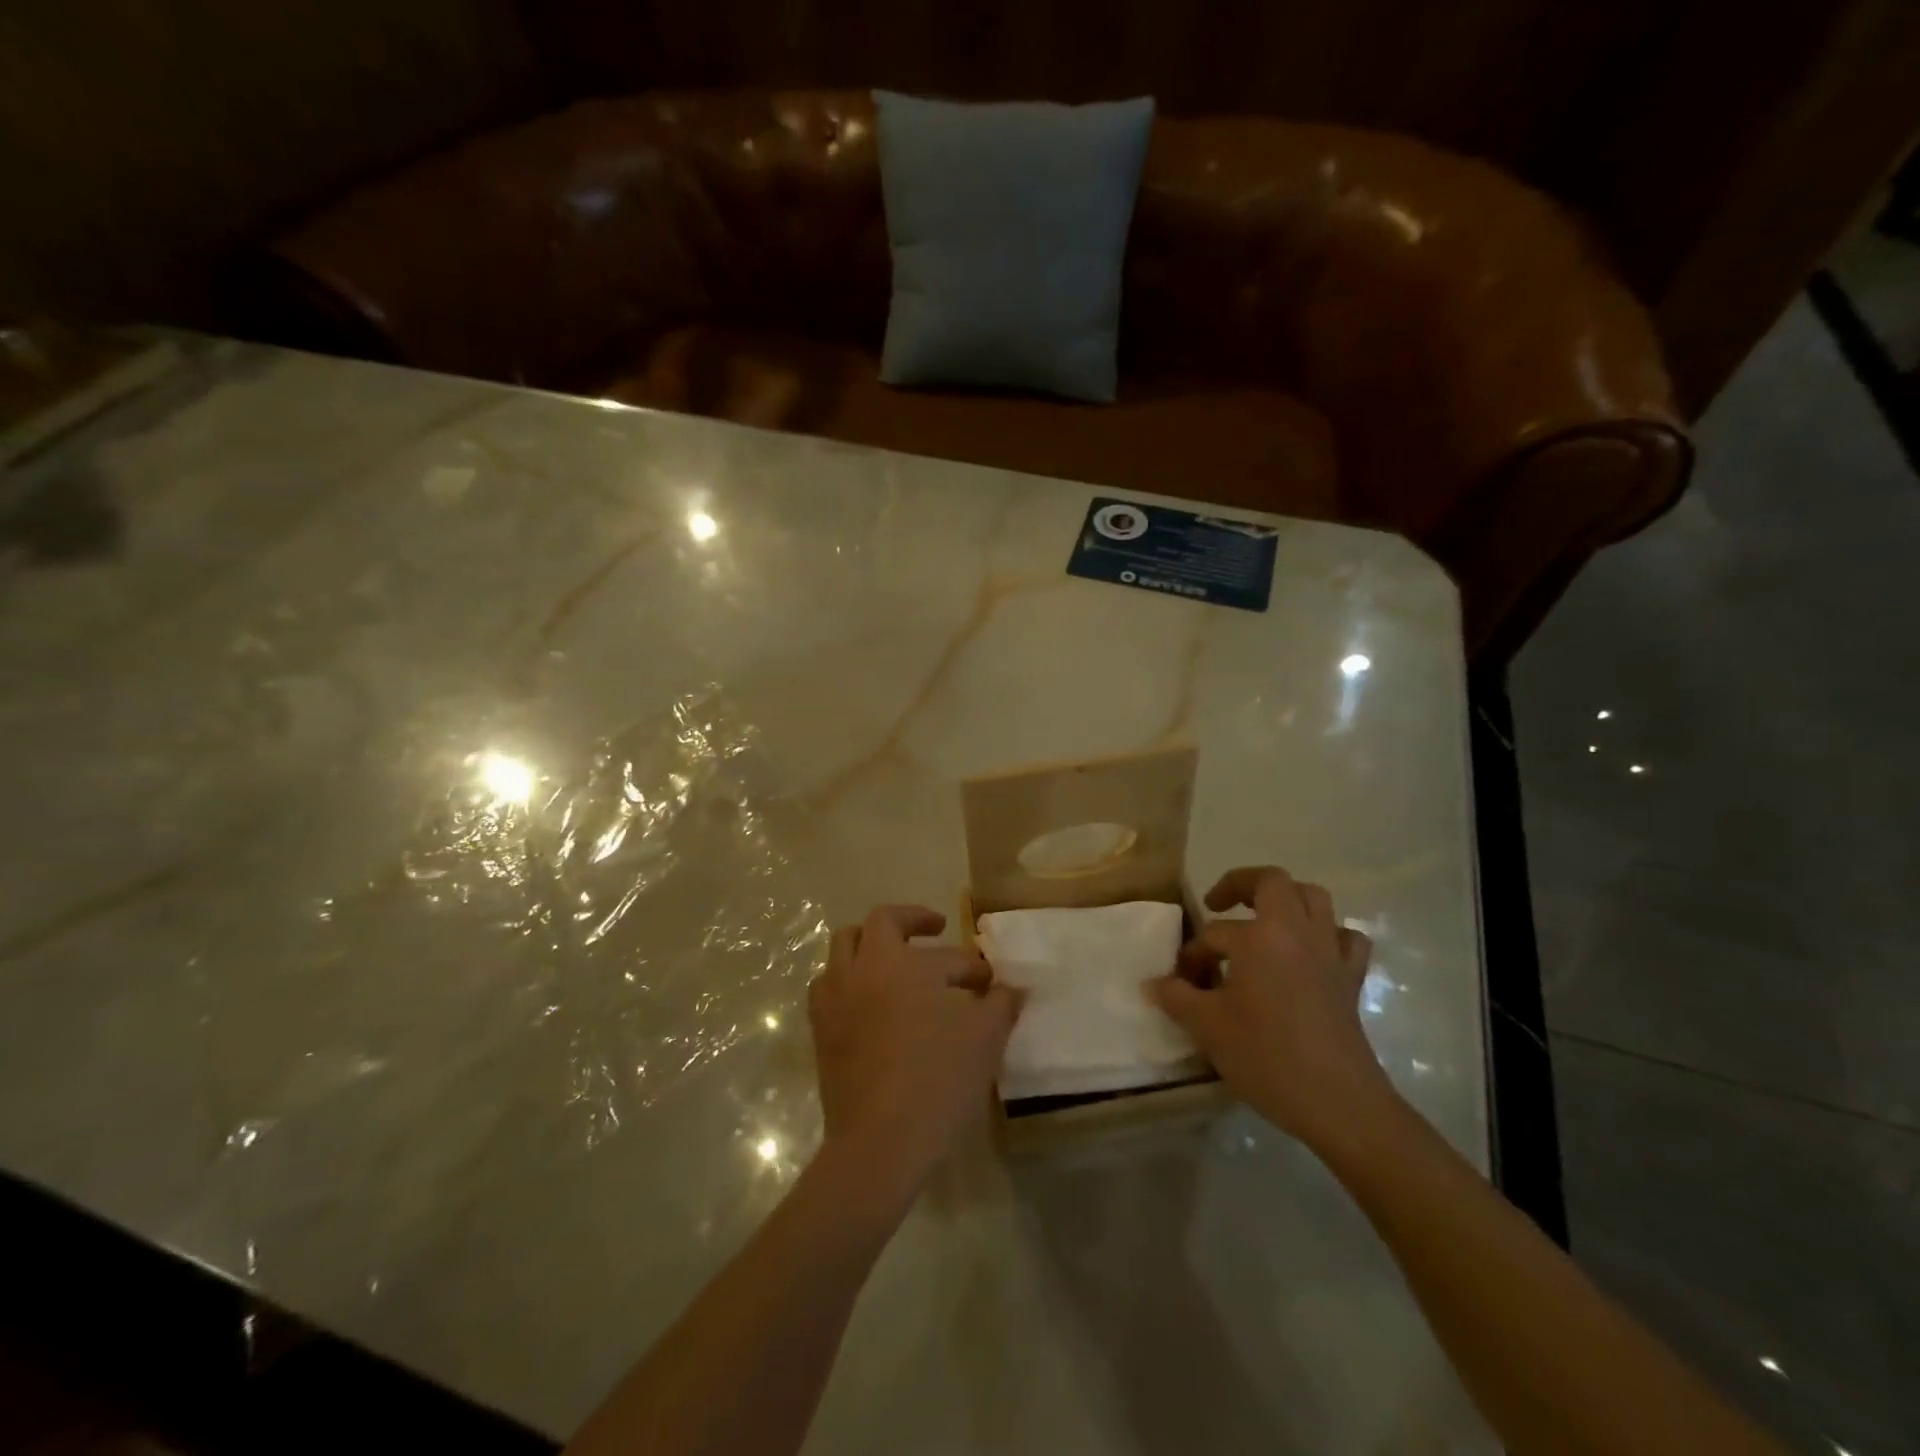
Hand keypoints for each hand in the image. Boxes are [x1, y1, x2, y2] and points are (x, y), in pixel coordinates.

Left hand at [809, 905, 1022, 1196]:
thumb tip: (1013, 988)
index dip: (974, 967)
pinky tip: (869, 1001)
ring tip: (894, 959)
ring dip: (871, 945)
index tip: (990, 983)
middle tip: (934, 929)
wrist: (881, 1143)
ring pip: (844, 947)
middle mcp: (863, 969)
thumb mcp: (985, 1039)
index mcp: (903, 963)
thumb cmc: (938, 1080)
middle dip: (911, 920)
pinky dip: (849, 981)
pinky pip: (828, 987)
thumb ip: (1001, 1005)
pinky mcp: (821, 1030)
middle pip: (880, 923)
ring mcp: (836, 998)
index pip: (948, 955)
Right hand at [1147, 866, 1392, 1147]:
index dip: (1193, 954)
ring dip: (1286, 900)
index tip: (1182, 982)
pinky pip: (1345, 938)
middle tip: (1218, 907)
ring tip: (1262, 921)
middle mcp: (1298, 932)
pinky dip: (1327, 935)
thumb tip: (1153, 984)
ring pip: (1315, 898)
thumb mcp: (1208, 1027)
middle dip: (1241, 885)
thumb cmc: (1267, 1057)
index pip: (1215, 933)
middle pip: (1273, 882)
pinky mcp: (1351, 979)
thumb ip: (1176, 997)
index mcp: (1260, 937)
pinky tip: (1310, 953)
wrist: (1338, 1103)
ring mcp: (1330, 953)